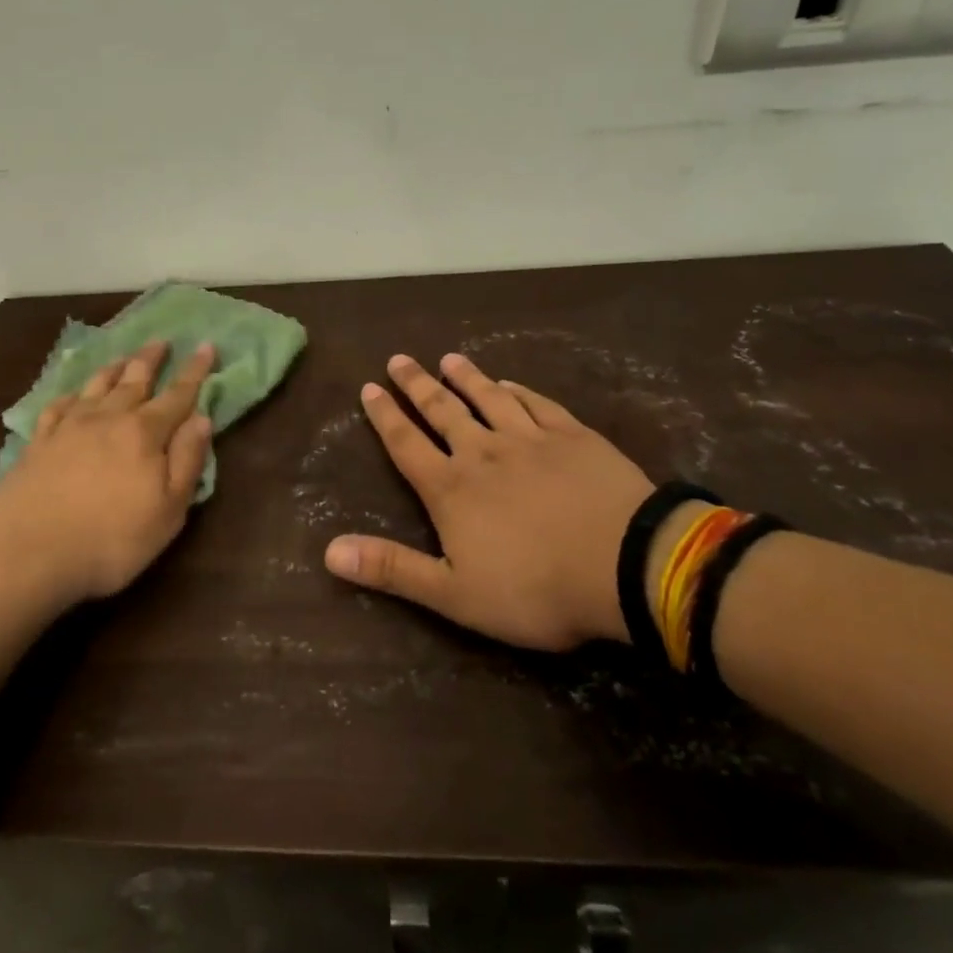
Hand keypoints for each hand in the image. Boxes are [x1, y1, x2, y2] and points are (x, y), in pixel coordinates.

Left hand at [0, 340, 215, 608]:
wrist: (29, 555)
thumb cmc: (111, 539)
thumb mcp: (168, 510)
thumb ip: (187, 461)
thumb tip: (202, 418)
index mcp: (144, 434)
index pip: (177, 395)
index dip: (195, 371)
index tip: (205, 345)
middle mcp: (108, 419)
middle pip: (134, 380)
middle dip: (151, 359)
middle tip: (161, 341)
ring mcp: (68, 428)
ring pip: (95, 386)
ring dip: (113, 369)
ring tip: (123, 357)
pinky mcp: (38, 444)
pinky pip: (58, 407)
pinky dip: (70, 395)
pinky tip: (73, 395)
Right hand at [323, 352, 654, 649]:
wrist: (624, 567)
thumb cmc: (534, 589)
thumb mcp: (453, 593)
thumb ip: (392, 569)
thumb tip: (329, 552)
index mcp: (451, 489)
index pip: (407, 444)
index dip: (385, 416)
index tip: (370, 388)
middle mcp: (483, 452)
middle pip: (443, 411)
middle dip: (417, 385)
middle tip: (399, 359)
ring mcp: (530, 439)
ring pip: (489, 398)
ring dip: (466, 377)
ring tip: (449, 359)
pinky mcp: (573, 436)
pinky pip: (537, 404)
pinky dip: (519, 391)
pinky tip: (510, 383)